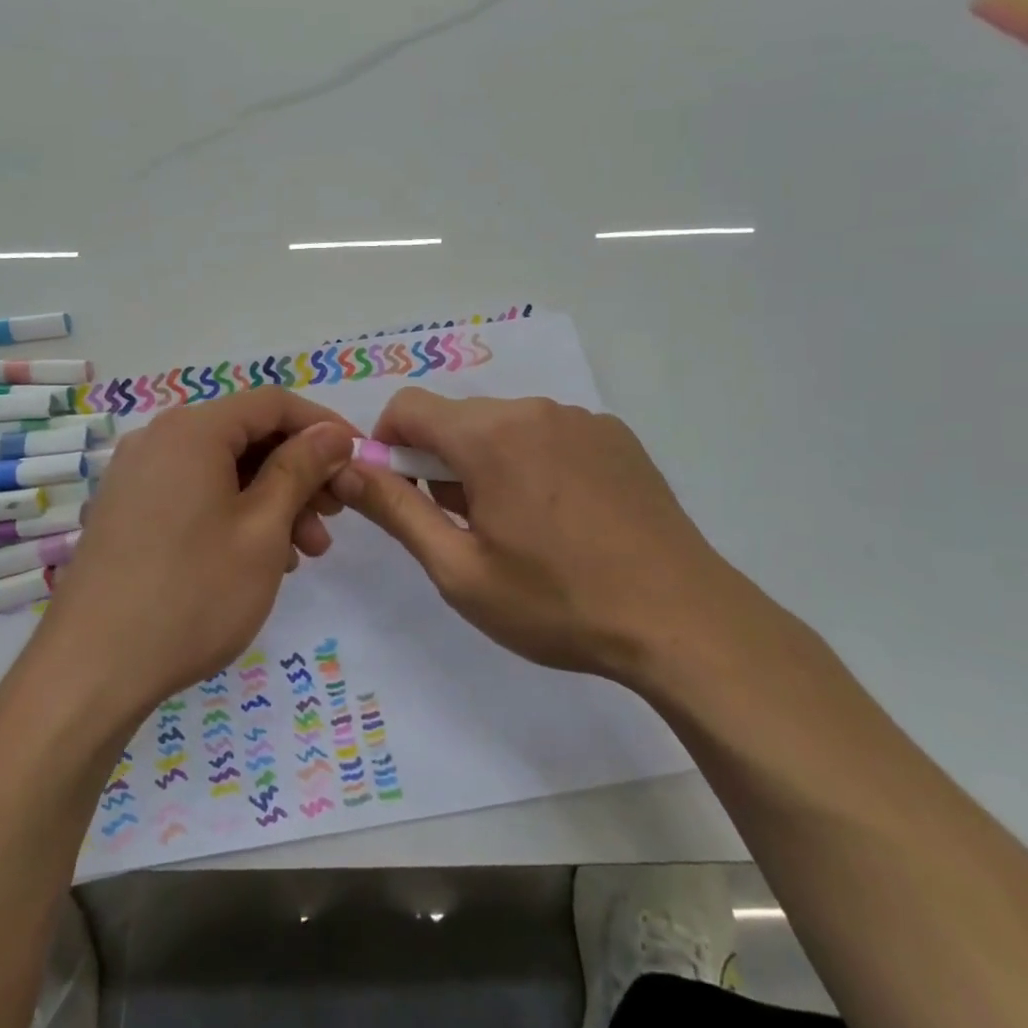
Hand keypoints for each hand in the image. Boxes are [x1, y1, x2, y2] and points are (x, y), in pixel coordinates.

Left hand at [33, 389, 357, 723]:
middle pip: (246, 435)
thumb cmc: (192, 593)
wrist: (91, 671)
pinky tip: (259, 558)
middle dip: (299, 471)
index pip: (273, 403)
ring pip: (222, 469)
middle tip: (333, 518)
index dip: (323, 426)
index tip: (358, 461)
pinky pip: (194, 492)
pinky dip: (234, 513)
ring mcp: (136, 475)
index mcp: (192, 430)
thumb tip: (332, 434)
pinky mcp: (126, 510)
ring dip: (271, 499)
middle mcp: (159, 439)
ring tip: (304, 552)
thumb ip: (300, 469)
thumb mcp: (263, 529)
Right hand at [329, 391, 767, 690]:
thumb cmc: (558, 602)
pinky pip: (549, 434)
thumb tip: (345, 469)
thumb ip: (394, 510)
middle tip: (465, 528)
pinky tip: (564, 519)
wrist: (682, 621)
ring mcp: (582, 419)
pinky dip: (533, 463)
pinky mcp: (616, 436)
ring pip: (503, 426)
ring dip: (488, 464)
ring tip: (519, 530)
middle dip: (440, 463)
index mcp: (489, 435)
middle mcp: (533, 410)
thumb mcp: (459, 570)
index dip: (387, 445)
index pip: (407, 406)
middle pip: (457, 418)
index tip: (402, 495)